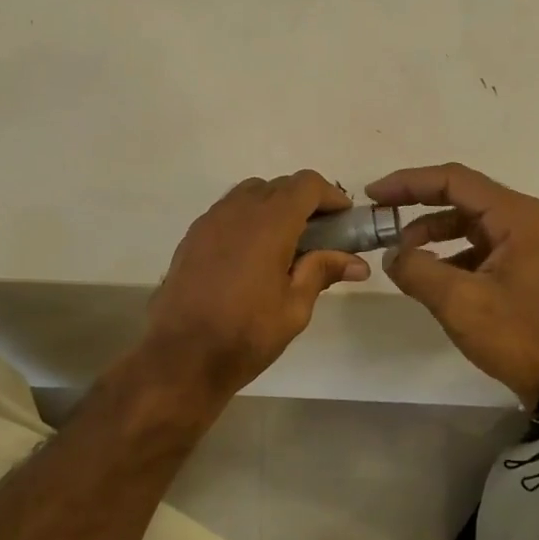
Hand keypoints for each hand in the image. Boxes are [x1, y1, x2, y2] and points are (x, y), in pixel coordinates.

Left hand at [144, 171, 370, 398]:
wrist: (181, 355)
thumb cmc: (245, 334)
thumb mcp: (294, 308)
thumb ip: (322, 272)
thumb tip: (357, 263)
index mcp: (270, 222)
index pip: (307, 184)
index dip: (330, 196)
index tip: (344, 220)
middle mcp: (237, 210)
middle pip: (278, 186)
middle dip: (304, 202)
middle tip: (320, 236)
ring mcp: (209, 221)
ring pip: (248, 195)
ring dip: (272, 208)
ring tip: (285, 244)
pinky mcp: (191, 237)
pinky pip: (226, 213)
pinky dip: (246, 220)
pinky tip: (251, 256)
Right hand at [367, 163, 538, 407]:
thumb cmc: (518, 334)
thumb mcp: (458, 301)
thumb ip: (417, 270)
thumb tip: (392, 255)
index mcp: (516, 216)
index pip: (454, 180)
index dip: (408, 183)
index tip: (373, 195)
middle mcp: (525, 220)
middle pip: (462, 197)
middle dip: (417, 206)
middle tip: (380, 218)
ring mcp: (528, 244)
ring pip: (469, 223)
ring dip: (432, 233)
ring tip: (401, 255)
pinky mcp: (524, 268)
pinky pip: (479, 247)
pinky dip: (450, 254)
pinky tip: (429, 275)